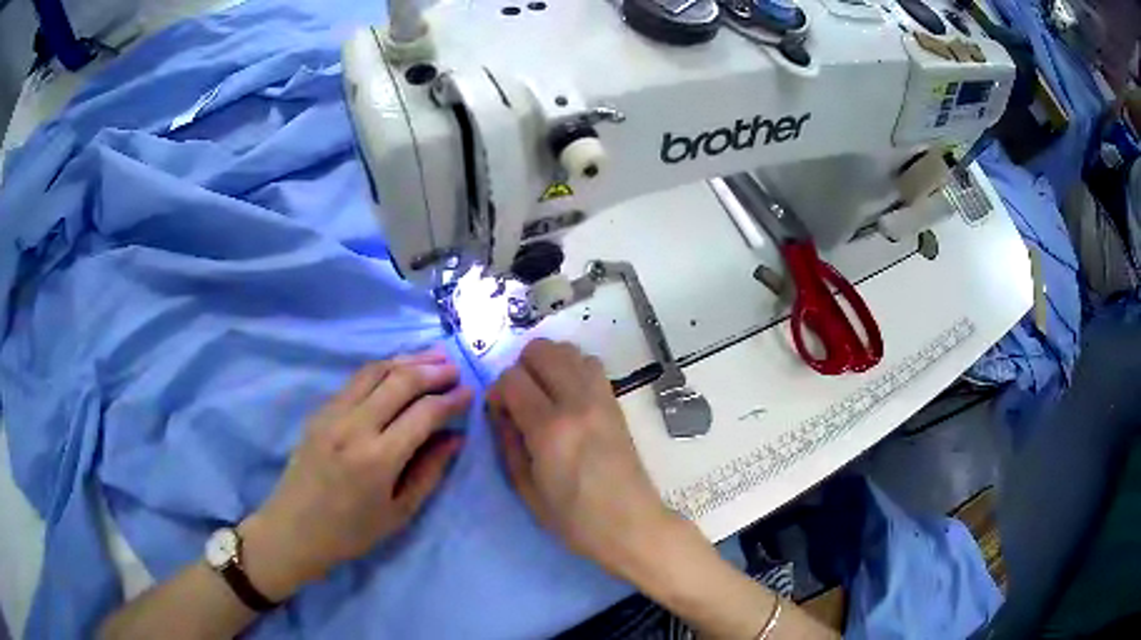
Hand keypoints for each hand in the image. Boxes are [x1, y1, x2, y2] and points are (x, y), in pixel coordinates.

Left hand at [239, 349, 471, 600]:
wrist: (294, 529)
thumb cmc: (351, 532)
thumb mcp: (399, 513)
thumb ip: (429, 472)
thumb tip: (455, 437)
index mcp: (378, 458)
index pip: (424, 413)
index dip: (451, 400)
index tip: (470, 392)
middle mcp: (355, 426)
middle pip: (400, 381)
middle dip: (433, 370)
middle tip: (456, 369)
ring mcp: (333, 413)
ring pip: (375, 370)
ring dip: (407, 360)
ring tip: (432, 358)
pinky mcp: (320, 411)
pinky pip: (355, 380)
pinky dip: (382, 369)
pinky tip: (396, 370)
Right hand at [487, 339, 681, 581]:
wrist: (631, 524)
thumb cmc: (574, 519)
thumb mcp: (526, 489)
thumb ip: (508, 443)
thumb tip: (499, 411)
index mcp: (550, 429)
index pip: (512, 378)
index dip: (497, 391)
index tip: (500, 413)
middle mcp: (577, 402)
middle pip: (541, 349)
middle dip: (521, 368)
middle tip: (521, 399)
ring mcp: (602, 398)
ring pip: (568, 349)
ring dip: (549, 364)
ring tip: (545, 395)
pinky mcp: (616, 402)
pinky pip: (591, 364)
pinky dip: (573, 368)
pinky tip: (568, 397)